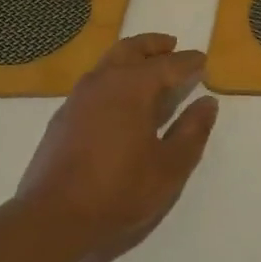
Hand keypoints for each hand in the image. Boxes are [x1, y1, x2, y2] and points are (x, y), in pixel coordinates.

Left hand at [15, 33, 219, 251]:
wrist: (53, 217)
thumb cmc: (119, 190)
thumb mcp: (170, 166)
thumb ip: (192, 131)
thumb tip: (207, 103)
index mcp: (133, 87)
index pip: (168, 65)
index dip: (189, 62)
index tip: (203, 60)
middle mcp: (104, 81)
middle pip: (131, 49)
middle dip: (153, 45)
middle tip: (171, 45)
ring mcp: (78, 97)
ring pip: (109, 62)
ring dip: (131, 58)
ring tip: (148, 67)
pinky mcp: (63, 116)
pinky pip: (95, 81)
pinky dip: (113, 77)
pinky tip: (119, 99)